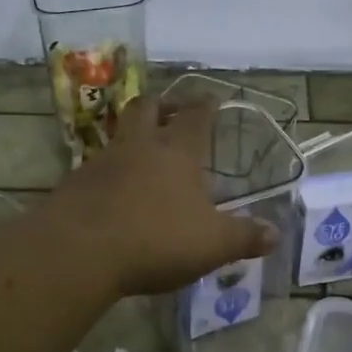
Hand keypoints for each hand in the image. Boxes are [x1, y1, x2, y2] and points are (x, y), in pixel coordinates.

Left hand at [42, 96, 278, 296]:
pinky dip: (111, 173)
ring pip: (119, 135)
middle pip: (147, 107)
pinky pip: (98, 168)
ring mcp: (102, 162)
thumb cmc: (155, 238)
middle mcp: (139, 146)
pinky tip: (118, 194)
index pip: (195, 115)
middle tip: (172, 113)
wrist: (78, 252)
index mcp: (177, 151)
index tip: (212, 99)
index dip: (206, 105)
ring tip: (146, 157)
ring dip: (134, 138)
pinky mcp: (75, 184)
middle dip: (162, 106)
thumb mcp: (212, 244)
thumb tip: (276, 235)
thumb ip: (244, 237)